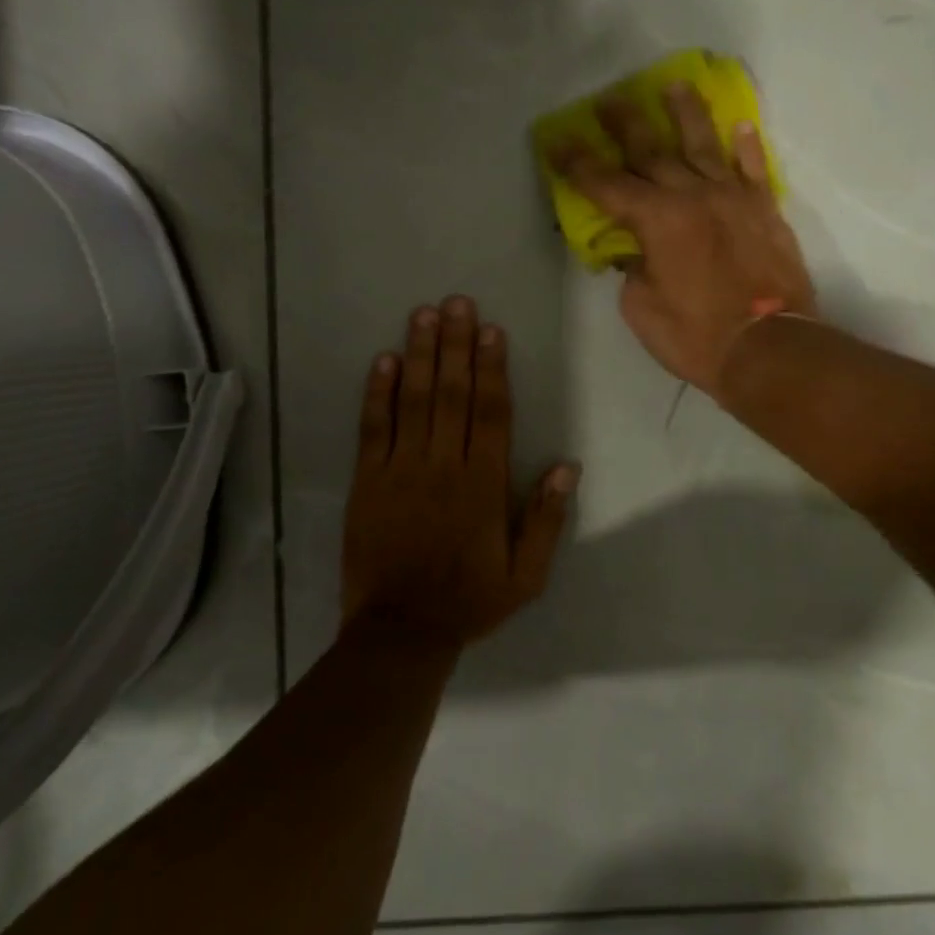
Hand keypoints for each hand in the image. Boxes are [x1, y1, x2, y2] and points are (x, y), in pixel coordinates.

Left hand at [342, 295, 577, 648]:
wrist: (400, 632)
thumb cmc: (469, 600)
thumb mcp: (526, 574)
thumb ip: (545, 518)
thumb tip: (566, 465)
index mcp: (484, 484)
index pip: (492, 413)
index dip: (492, 368)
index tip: (492, 330)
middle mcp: (444, 466)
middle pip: (453, 394)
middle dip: (456, 345)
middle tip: (458, 302)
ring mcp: (402, 470)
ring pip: (415, 401)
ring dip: (421, 355)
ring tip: (424, 314)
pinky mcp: (368, 481)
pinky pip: (374, 428)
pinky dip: (379, 393)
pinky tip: (385, 360)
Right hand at [552, 82, 816, 396]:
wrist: (770, 348)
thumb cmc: (696, 336)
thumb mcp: (642, 310)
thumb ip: (634, 271)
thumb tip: (636, 253)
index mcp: (657, 220)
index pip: (607, 185)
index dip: (579, 164)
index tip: (559, 140)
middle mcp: (694, 196)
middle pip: (653, 151)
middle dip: (626, 124)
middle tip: (609, 100)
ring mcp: (734, 199)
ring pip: (705, 146)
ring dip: (687, 114)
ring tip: (675, 85)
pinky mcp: (766, 212)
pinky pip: (755, 170)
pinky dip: (747, 147)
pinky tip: (741, 127)